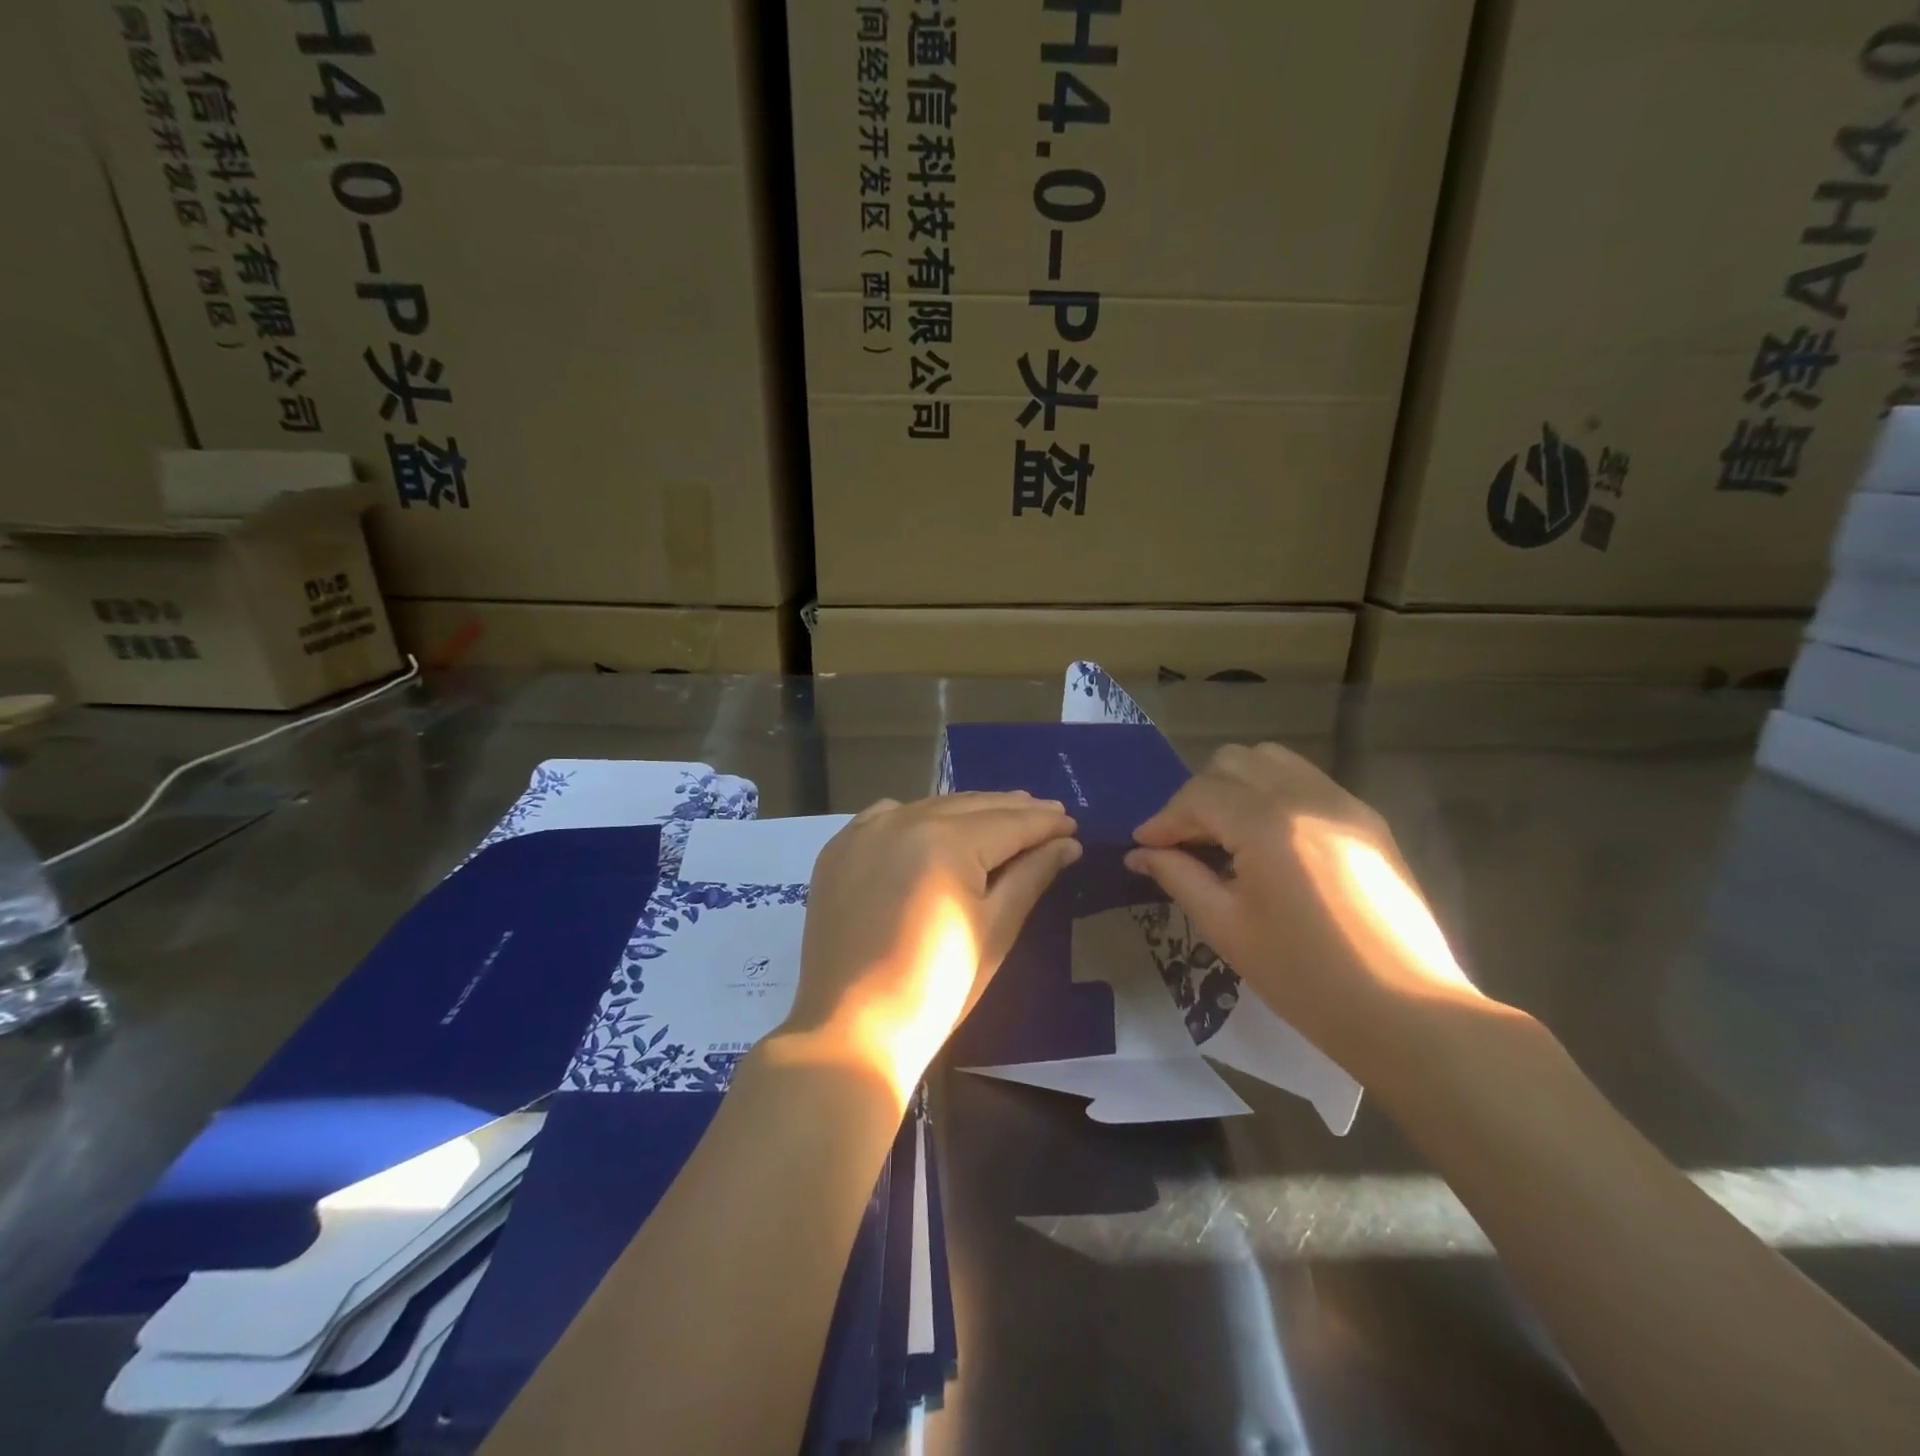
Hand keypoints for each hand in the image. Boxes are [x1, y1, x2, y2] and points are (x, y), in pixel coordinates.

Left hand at [779, 793, 1081, 1104]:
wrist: (852, 1030)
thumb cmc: (938, 988)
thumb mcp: (995, 930)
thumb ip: (1030, 876)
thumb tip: (1066, 843)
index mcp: (945, 840)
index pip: (1009, 822)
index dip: (1044, 822)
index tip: (1072, 822)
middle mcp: (903, 819)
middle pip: (971, 807)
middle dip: (1013, 810)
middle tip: (1049, 814)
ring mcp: (865, 831)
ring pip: (931, 807)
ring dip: (969, 812)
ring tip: (1002, 817)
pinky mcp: (840, 849)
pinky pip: (887, 816)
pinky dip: (918, 817)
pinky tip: (934, 826)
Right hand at [1125, 743, 1487, 1086]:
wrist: (1407, 1013)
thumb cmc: (1304, 977)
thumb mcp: (1226, 926)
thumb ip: (1178, 876)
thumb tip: (1140, 853)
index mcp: (1268, 824)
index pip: (1198, 796)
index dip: (1163, 819)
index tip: (1144, 847)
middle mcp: (1306, 796)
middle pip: (1232, 762)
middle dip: (1197, 797)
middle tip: (1184, 842)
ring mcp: (1343, 803)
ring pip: (1271, 760)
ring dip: (1236, 786)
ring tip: (1224, 833)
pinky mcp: (1367, 820)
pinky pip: (1306, 781)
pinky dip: (1273, 794)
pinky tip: (1267, 840)